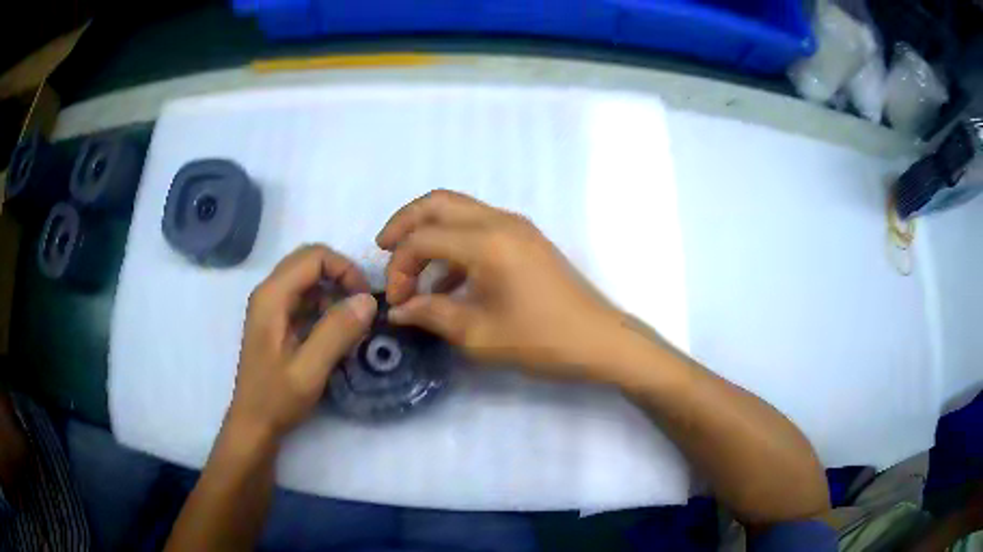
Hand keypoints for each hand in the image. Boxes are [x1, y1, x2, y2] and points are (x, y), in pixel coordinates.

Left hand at [227, 245, 376, 439]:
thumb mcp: (310, 370)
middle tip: (362, 307)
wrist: (254, 423)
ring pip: (309, 278)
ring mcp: (271, 306)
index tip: (364, 301)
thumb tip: (368, 300)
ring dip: (335, 293)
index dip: (345, 270)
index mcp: (272, 297)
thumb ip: (337, 332)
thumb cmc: (276, 398)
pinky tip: (337, 334)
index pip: (314, 257)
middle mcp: (269, 292)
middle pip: (310, 261)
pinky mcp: (277, 320)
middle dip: (342, 276)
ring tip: (352, 325)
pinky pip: (306, 298)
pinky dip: (326, 307)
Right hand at [377, 190, 631, 381]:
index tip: (397, 301)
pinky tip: (446, 282)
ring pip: (458, 210)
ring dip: (429, 231)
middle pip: (437, 203)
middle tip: (384, 250)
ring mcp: (516, 226)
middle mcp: (500, 221)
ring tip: (411, 269)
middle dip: (404, 223)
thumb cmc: (542, 340)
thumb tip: (399, 311)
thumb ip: (432, 315)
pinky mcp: (525, 238)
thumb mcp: (479, 335)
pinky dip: (454, 243)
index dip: (400, 267)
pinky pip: (478, 226)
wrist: (600, 340)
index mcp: (487, 242)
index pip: (423, 238)